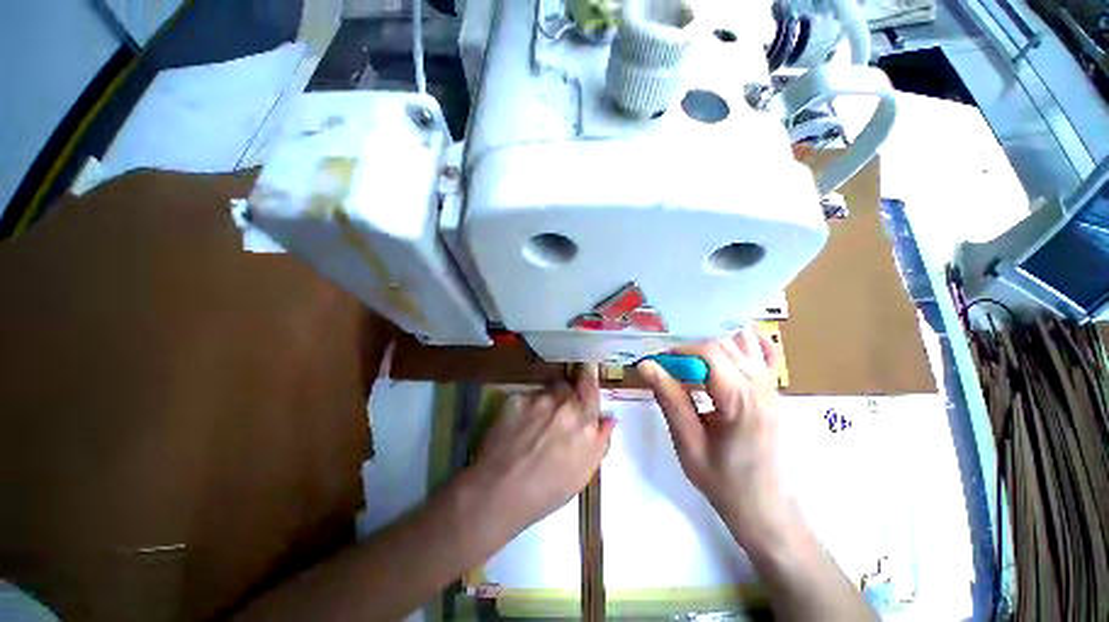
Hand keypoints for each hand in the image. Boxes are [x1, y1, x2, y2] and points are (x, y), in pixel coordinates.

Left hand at [470, 364, 614, 533]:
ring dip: (544, 403)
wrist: (500, 492)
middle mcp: (563, 403)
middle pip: (566, 388)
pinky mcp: (515, 398)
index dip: (589, 376)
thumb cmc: (548, 490)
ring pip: (545, 392)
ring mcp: (538, 398)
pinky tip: (516, 428)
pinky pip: (525, 397)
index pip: (590, 386)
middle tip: (554, 419)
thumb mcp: (583, 473)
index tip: (588, 368)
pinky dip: (524, 408)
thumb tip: (608, 418)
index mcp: (584, 420)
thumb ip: (600, 441)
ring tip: (532, 427)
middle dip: (564, 398)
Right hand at [638, 326, 790, 544]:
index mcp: (740, 399)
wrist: (766, 508)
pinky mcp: (774, 391)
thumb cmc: (724, 482)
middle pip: (724, 343)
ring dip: (712, 344)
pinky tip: (727, 345)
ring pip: (742, 343)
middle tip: (669, 363)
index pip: (709, 352)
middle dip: (691, 347)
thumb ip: (669, 399)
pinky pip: (765, 354)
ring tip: (691, 358)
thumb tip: (646, 365)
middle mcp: (761, 385)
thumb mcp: (689, 444)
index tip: (659, 361)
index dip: (679, 350)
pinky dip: (746, 342)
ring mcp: (772, 386)